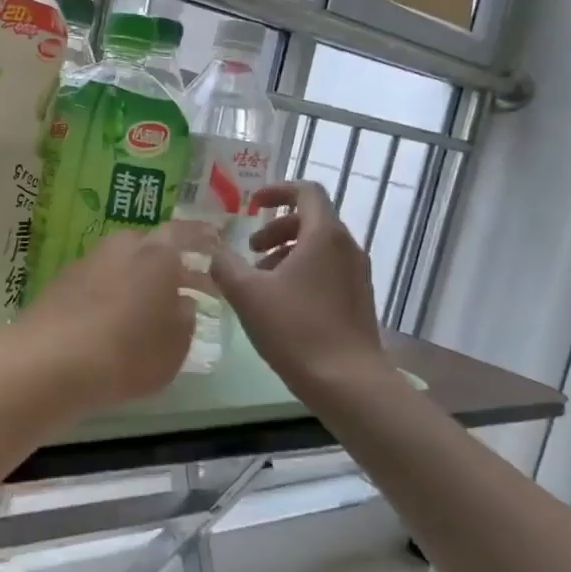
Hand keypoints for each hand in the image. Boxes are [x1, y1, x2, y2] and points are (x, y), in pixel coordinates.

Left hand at [17, 226, 198, 411]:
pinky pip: (97, 283)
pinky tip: (111, 321)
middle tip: (181, 287)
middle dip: (167, 263)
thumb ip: (185, 320)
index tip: (215, 245)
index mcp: (158, 253)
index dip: (203, 239)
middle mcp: (121, 247)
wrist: (47, 363)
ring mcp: (86, 262)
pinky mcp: (59, 284)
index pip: (187, 233)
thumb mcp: (175, 347)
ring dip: (136, 280)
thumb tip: (181, 303)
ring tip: (146, 309)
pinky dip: (109, 295)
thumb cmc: (126, 353)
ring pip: (121, 264)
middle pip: (150, 247)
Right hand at [210, 182, 388, 400]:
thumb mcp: (247, 293)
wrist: (347, 381)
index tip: (252, 205)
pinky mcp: (358, 299)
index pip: (306, 191)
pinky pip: (327, 270)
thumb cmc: (295, 329)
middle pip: (310, 220)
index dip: (277, 190)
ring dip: (286, 253)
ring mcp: (357, 274)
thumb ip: (224, 264)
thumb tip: (213, 249)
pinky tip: (280, 304)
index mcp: (324, 235)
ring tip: (259, 281)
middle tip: (249, 250)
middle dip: (275, 228)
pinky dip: (301, 272)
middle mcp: (347, 247)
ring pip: (318, 248)